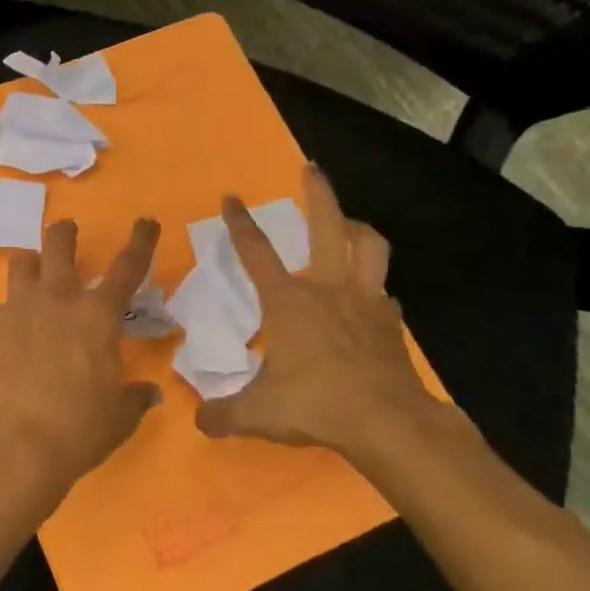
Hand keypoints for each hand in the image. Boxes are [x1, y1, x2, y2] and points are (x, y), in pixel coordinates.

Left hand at [0, 217, 162, 507]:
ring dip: (32, 264)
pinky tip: (11, 333)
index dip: (141, 241)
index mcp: (98, 315)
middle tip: (68, 232)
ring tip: (34, 274)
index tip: (146, 222)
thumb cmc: (78, 428)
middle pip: (60, 244)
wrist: (15, 443)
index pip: (128, 266)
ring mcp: (19, 308)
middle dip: (66, 233)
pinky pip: (0, 306)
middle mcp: (58, 300)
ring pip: (22, 263)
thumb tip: (148, 392)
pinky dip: (9, 312)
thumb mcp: (118, 417)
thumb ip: (134, 398)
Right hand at [195, 166, 451, 466]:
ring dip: (358, 228)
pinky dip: (375, 285)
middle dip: (318, 193)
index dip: (240, 222)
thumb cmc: (315, 404)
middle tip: (311, 169)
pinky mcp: (391, 322)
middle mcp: (327, 289)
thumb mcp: (257, 414)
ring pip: (370, 246)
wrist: (387, 422)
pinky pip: (384, 291)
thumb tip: (199, 421)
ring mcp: (365, 301)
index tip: (231, 197)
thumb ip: (222, 414)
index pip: (256, 252)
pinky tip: (369, 296)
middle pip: (326, 226)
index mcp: (288, 302)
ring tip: (348, 224)